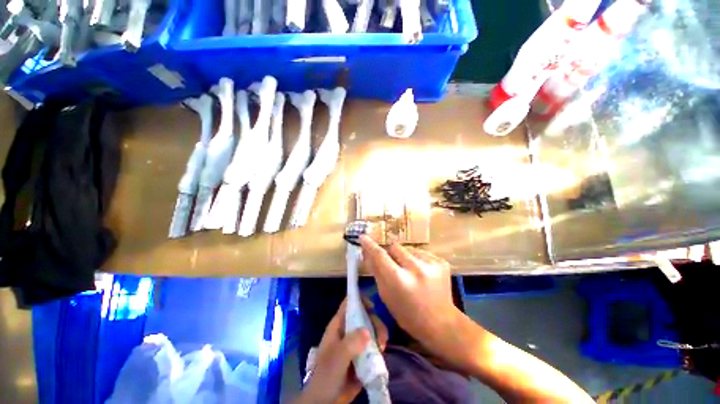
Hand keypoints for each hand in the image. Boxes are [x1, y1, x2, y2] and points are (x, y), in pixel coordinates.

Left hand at [297, 299, 388, 403]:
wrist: (325, 400)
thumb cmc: (326, 376)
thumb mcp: (336, 358)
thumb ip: (350, 343)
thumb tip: (368, 332)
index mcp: (339, 325)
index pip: (349, 304)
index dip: (360, 299)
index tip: (373, 307)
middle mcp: (348, 329)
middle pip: (365, 315)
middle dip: (375, 322)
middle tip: (381, 337)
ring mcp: (356, 342)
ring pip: (372, 329)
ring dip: (380, 335)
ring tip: (382, 348)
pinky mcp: (363, 354)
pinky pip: (374, 344)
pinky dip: (380, 346)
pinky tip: (382, 354)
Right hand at [359, 236, 466, 366]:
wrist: (440, 323)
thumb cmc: (407, 314)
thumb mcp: (386, 295)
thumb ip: (376, 271)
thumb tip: (366, 252)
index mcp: (399, 281)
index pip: (380, 256)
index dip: (369, 245)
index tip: (362, 237)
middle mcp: (416, 269)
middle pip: (394, 247)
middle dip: (391, 254)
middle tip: (394, 266)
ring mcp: (431, 264)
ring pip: (408, 249)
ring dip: (405, 257)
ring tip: (410, 273)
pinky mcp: (441, 262)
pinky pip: (421, 253)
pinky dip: (418, 260)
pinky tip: (422, 274)